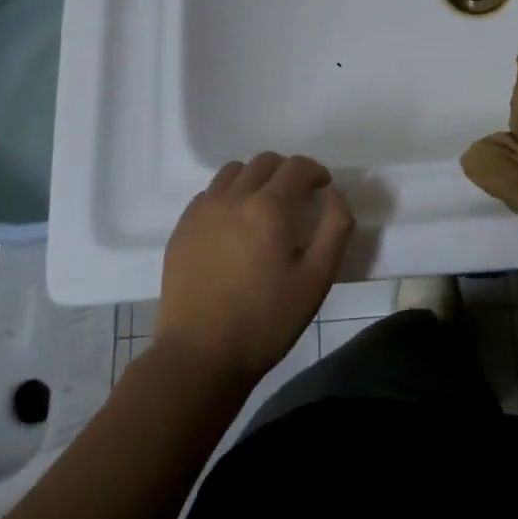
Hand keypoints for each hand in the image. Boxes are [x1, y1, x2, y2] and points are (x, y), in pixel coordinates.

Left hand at [156, 152, 352, 386]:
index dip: (316, 172)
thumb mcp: (317, 279)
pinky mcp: (181, 230)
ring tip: (264, 207)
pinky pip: (208, 194)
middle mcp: (233, 198)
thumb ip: (335, 228)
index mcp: (268, 207)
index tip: (323, 189)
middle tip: (298, 198)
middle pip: (264, 162)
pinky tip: (233, 224)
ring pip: (232, 172)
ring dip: (255, 178)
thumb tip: (335, 193)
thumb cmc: (266, 320)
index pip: (297, 167)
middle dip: (287, 172)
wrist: (199, 356)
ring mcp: (202, 212)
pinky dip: (227, 195)